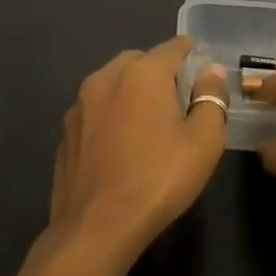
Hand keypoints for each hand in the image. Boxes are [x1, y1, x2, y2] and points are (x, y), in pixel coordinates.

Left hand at [47, 36, 228, 263]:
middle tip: (178, 104)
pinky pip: (96, 111)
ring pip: (113, 85)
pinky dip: (111, 117)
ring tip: (149, 127)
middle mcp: (106, 78)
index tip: (201, 71)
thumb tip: (210, 71)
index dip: (190, 55)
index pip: (173, 47)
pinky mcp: (65, 132)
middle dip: (159, 74)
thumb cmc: (159, 179)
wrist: (96, 227)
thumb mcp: (204, 140)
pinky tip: (121, 149)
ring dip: (132, 95)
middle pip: (139, 62)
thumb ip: (211, 98)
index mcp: (142, 73)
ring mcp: (79, 105)